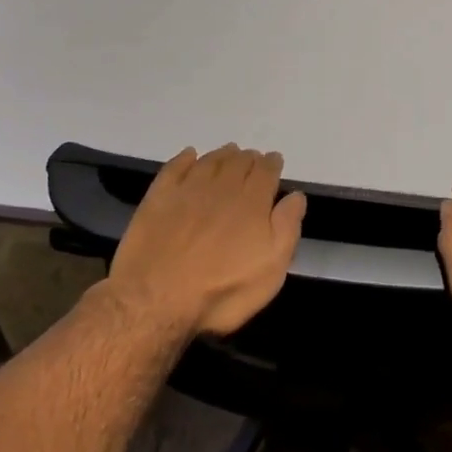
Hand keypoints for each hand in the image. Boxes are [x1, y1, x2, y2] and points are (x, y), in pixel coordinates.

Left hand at [106, 145, 305, 337]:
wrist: (156, 299)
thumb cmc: (221, 290)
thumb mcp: (270, 269)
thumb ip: (287, 228)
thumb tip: (296, 196)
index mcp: (251, 202)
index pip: (266, 172)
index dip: (272, 164)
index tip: (274, 161)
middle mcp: (222, 187)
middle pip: (238, 162)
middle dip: (248, 158)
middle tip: (252, 158)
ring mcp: (187, 189)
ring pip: (210, 161)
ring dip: (223, 154)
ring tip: (229, 153)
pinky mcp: (159, 197)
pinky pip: (175, 167)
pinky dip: (185, 158)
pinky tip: (190, 156)